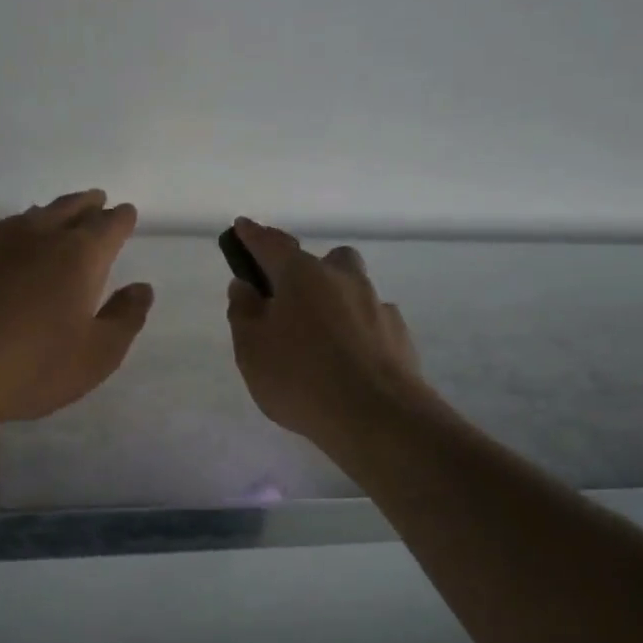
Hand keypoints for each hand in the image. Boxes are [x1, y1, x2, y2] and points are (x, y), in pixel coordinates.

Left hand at [0, 191, 152, 425]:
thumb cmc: (31, 366)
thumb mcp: (96, 356)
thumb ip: (125, 319)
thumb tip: (142, 289)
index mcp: (79, 256)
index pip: (109, 226)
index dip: (121, 219)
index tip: (127, 213)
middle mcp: (39, 237)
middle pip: (69, 209)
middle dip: (87, 204)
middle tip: (97, 200)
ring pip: (29, 216)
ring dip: (49, 212)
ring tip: (56, 214)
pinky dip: (7, 230)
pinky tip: (0, 236)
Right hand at [225, 217, 427, 447]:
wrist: (376, 416)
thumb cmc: (300, 378)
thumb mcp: (251, 350)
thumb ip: (244, 312)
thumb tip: (245, 286)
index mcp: (302, 275)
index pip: (272, 245)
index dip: (254, 236)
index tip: (242, 226)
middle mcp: (343, 279)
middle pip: (327, 260)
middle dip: (310, 271)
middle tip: (294, 302)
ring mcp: (377, 305)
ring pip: (355, 290)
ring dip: (338, 303)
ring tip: (323, 342)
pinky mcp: (399, 334)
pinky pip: (374, 321)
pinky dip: (360, 332)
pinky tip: (352, 362)